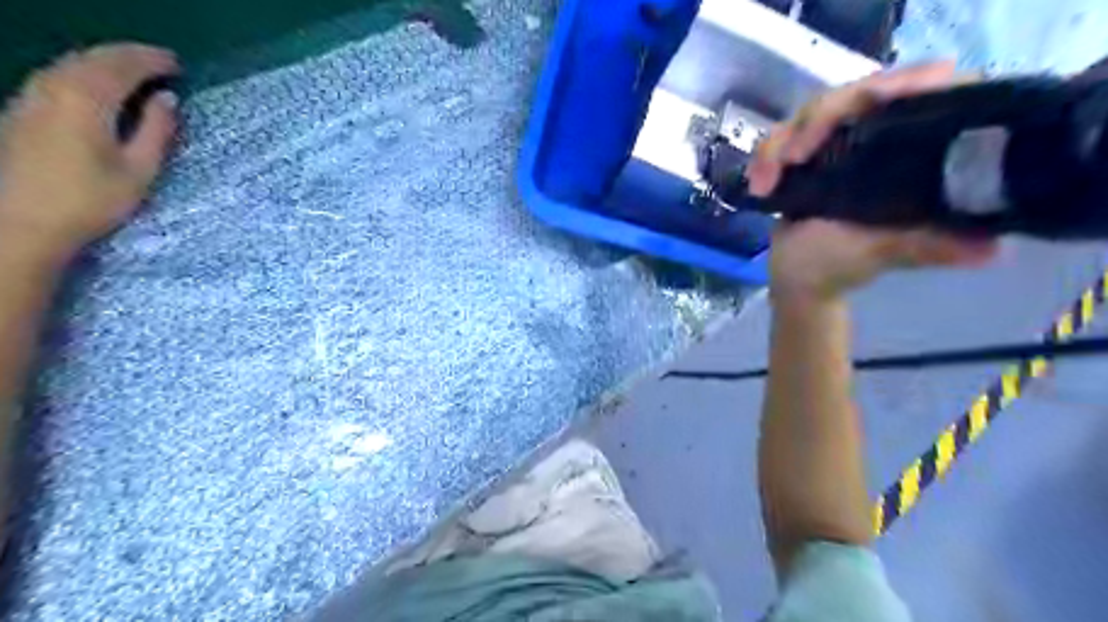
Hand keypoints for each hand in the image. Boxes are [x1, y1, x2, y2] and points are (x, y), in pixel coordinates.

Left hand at [0, 44, 178, 263]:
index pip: (122, 65)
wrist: (22, 222)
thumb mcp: (139, 169)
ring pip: (71, 63)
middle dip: (129, 56)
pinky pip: (58, 75)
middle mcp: (54, 87)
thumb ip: (156, 131)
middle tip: (161, 64)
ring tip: (135, 73)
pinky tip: (99, 87)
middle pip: (93, 57)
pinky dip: (86, 72)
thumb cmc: (91, 200)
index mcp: (87, 99)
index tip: (178, 65)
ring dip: (105, 61)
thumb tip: (168, 99)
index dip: (152, 60)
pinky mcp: (22, 109)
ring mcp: (32, 96)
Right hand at [748, 60, 1001, 300]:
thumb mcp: (880, 254)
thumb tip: (990, 248)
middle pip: (860, 93)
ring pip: (814, 111)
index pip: (932, 92)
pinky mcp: (810, 151)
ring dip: (780, 143)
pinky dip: (765, 156)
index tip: (870, 101)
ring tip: (764, 184)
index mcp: (918, 156)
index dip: (908, 83)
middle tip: (791, 159)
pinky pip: (784, 133)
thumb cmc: (838, 268)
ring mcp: (845, 142)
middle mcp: (887, 139)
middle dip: (819, 120)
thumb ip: (922, 245)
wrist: (793, 278)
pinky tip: (757, 185)